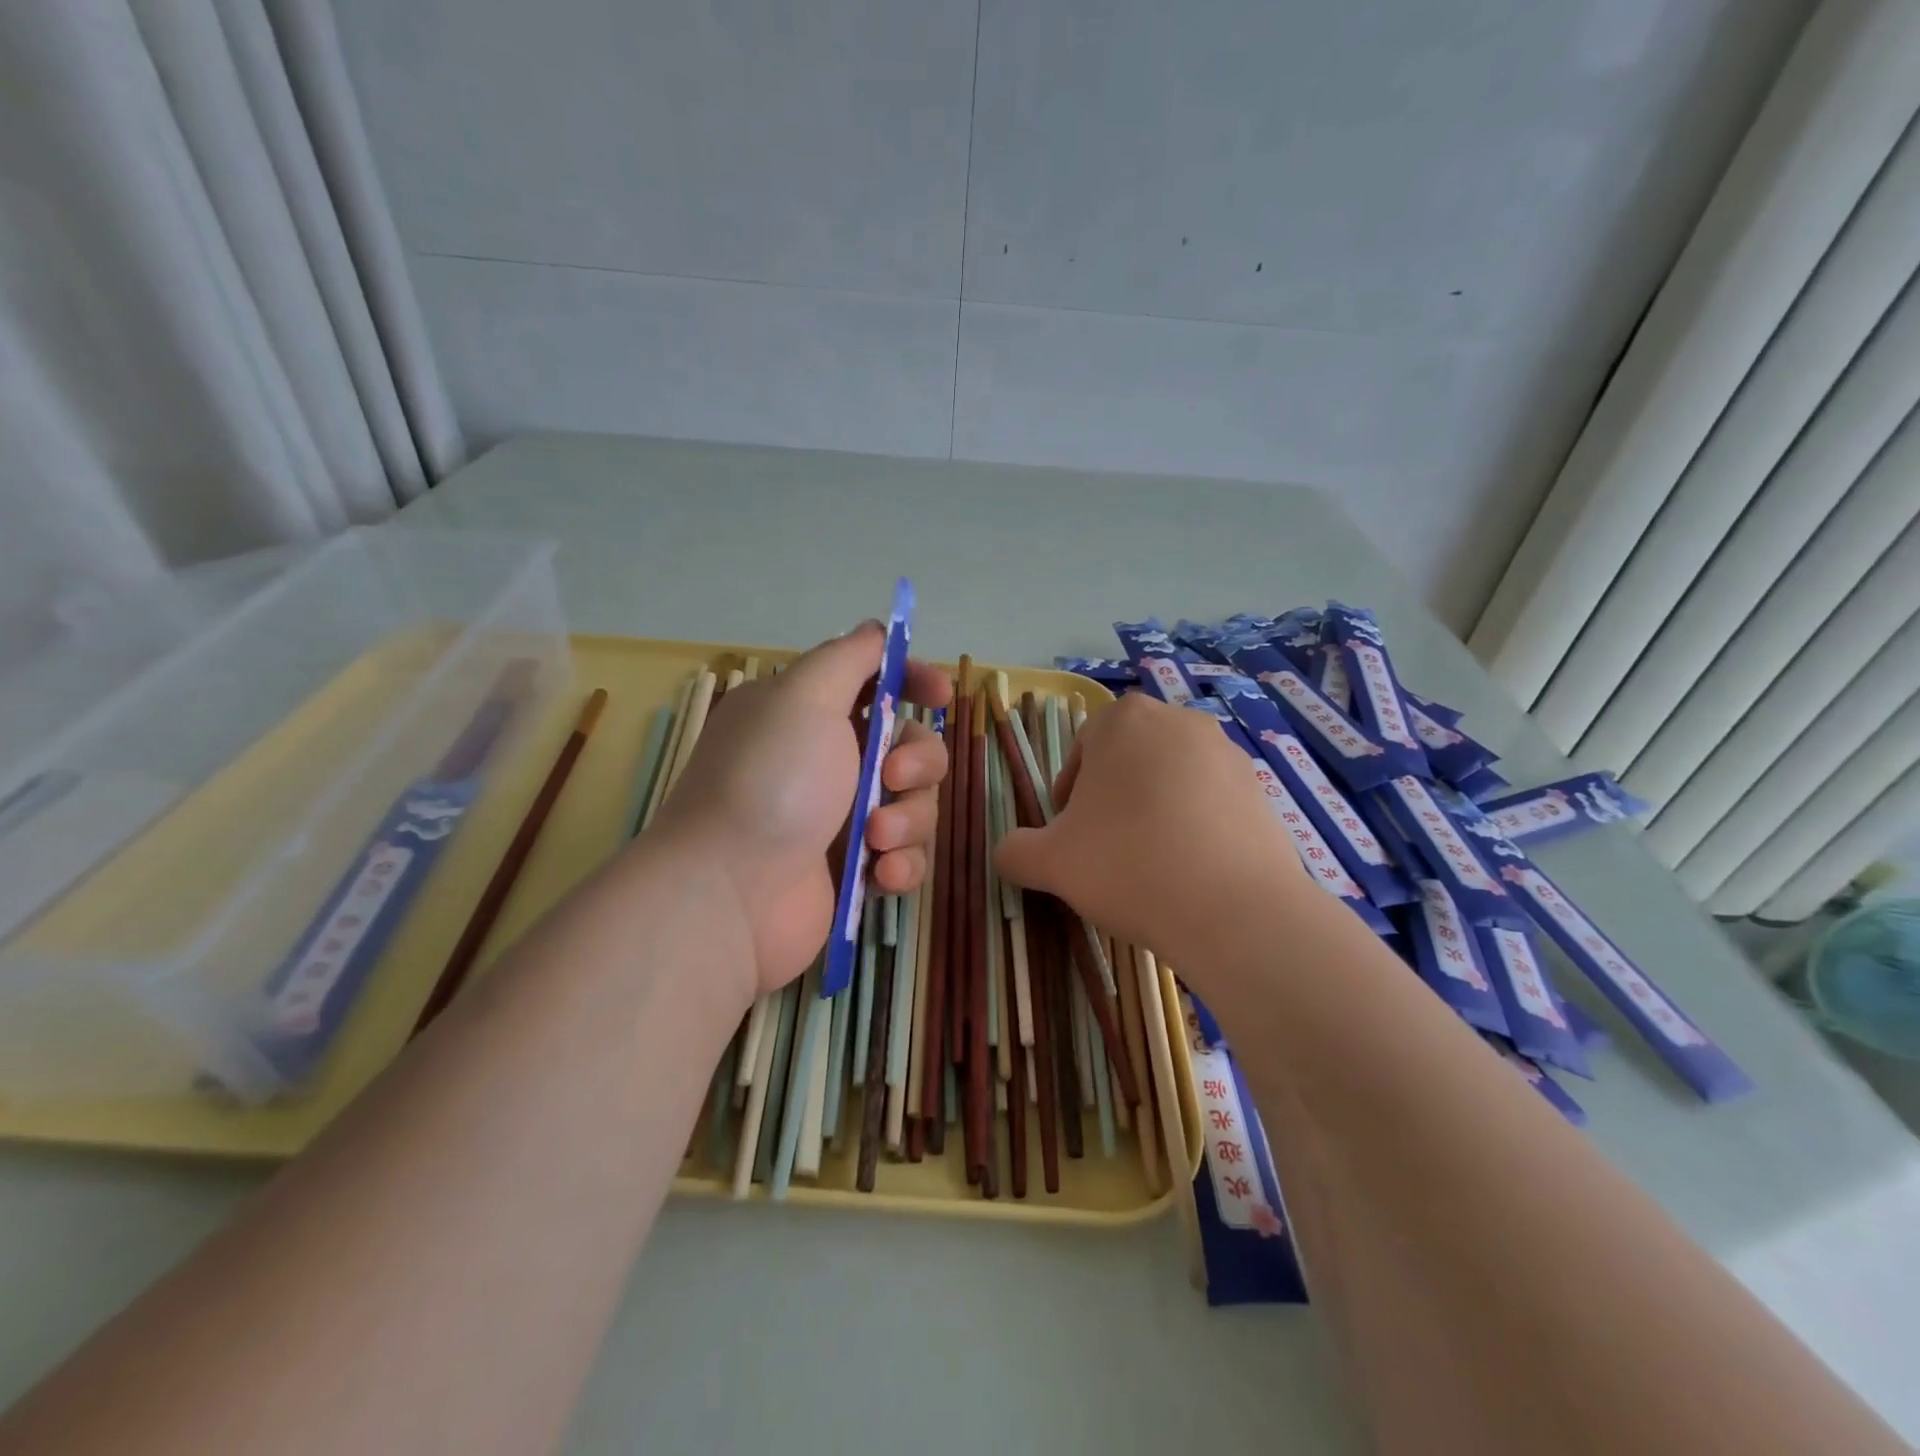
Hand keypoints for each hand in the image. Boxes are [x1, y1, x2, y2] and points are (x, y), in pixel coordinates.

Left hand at [651, 624, 951, 997]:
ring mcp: (842, 819)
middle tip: (892, 779)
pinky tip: (881, 876)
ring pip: (915, 804)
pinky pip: (906, 856)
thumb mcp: (803, 697)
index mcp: (808, 714)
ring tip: (874, 840)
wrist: (730, 894)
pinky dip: (900, 864)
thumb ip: (848, 658)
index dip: (911, 681)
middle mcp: (827, 761)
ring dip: (907, 819)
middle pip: (911, 746)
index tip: (938, 694)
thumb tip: (874, 629)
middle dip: (918, 761)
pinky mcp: (854, 870)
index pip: (874, 683)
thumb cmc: (770, 783)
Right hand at [993, 693, 1305, 975]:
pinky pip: (1211, 801)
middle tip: (1106, 848)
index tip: (1071, 833)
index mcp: (1124, 720)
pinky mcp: (1261, 789)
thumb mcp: (1049, 862)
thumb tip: (1006, 854)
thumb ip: (1015, 850)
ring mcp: (1227, 753)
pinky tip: (1190, 870)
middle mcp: (1179, 721)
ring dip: (1154, 810)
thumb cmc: (1128, 866)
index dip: (1070, 792)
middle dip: (1113, 798)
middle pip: (1129, 759)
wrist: (1233, 911)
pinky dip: (1195, 825)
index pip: (1083, 747)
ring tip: (1151, 862)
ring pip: (1172, 778)